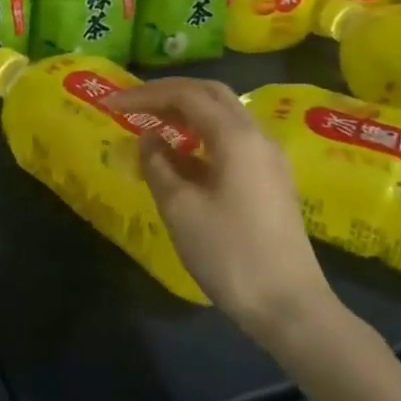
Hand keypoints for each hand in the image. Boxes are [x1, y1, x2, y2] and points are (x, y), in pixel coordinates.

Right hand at [106, 78, 335, 334]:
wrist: (288, 307)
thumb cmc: (229, 253)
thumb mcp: (180, 208)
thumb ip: (158, 165)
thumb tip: (150, 139)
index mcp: (236, 136)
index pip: (186, 95)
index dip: (145, 95)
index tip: (111, 105)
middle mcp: (257, 137)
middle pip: (211, 95)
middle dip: (168, 94)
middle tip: (133, 105)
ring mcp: (268, 159)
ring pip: (223, 116)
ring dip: (185, 114)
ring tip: (150, 126)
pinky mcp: (270, 180)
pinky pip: (231, 141)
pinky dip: (201, 137)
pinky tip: (179, 157)